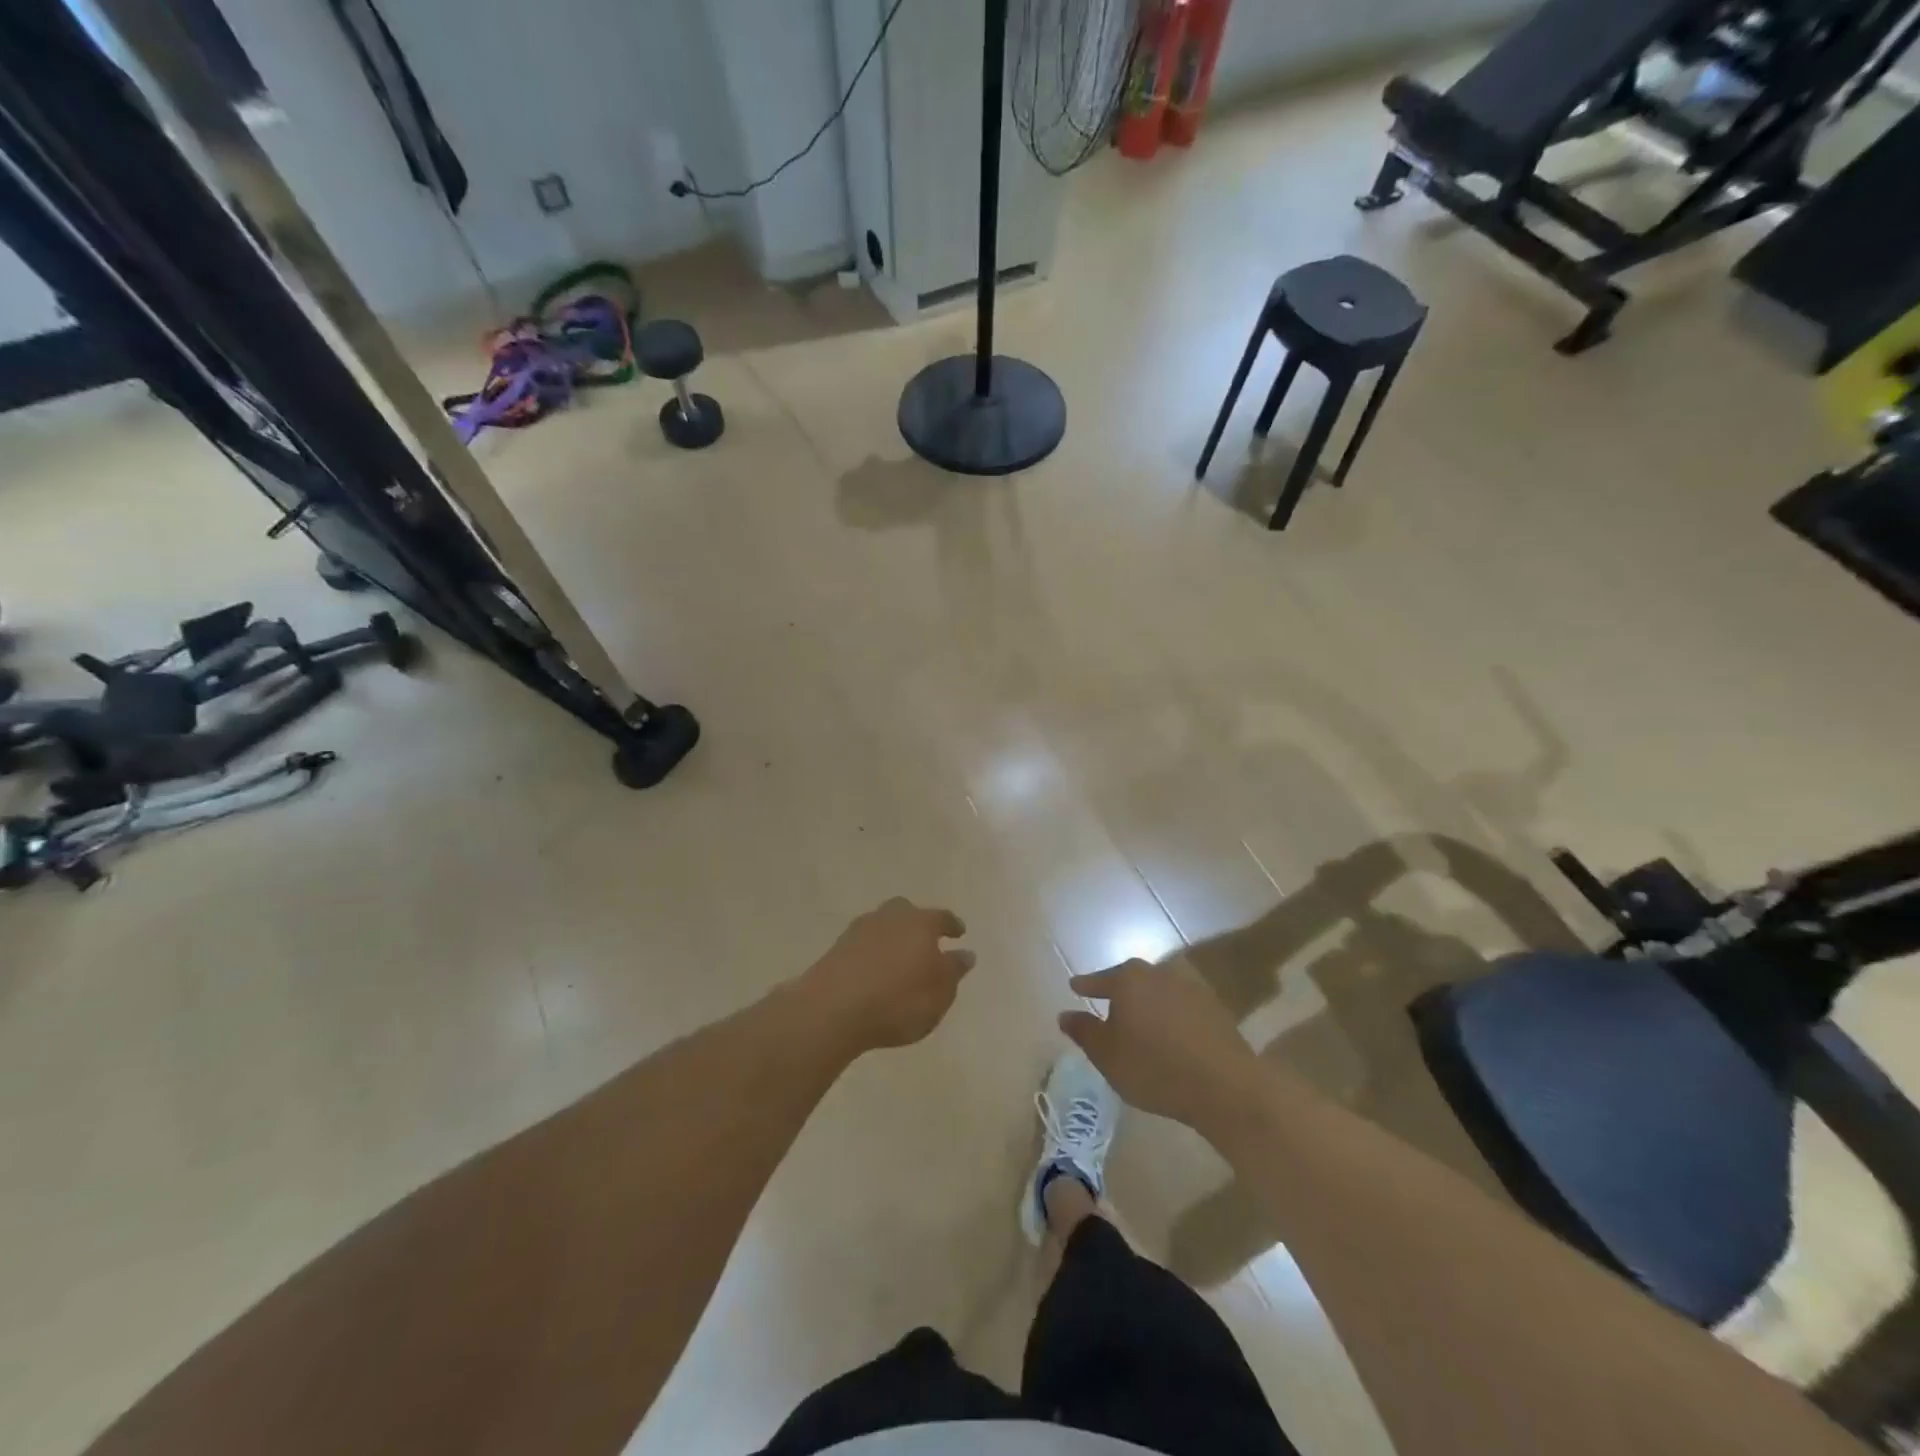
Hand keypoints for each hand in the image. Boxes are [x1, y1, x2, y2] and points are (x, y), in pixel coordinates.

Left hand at [799, 898, 974, 1056]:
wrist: (833, 1009)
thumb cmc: (898, 1001)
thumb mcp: (939, 993)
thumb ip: (954, 971)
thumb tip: (965, 953)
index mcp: (920, 923)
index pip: (941, 918)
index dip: (952, 925)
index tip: (959, 933)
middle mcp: (890, 917)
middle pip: (906, 911)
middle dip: (917, 923)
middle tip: (924, 941)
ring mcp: (860, 930)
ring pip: (882, 925)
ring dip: (892, 937)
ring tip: (898, 958)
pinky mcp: (837, 948)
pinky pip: (863, 943)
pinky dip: (872, 952)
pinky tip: (874, 969)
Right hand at [1059, 959, 1265, 1129]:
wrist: (1225, 1086)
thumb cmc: (1155, 1068)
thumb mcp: (1107, 1056)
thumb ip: (1084, 1032)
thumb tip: (1065, 1014)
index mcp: (1128, 980)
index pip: (1099, 980)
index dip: (1085, 986)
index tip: (1074, 987)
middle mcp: (1158, 973)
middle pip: (1130, 979)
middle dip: (1118, 992)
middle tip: (1107, 1005)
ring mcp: (1190, 987)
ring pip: (1157, 991)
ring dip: (1146, 1003)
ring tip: (1138, 1022)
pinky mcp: (1214, 1006)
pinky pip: (1180, 1006)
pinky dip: (1170, 1015)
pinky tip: (1168, 1034)